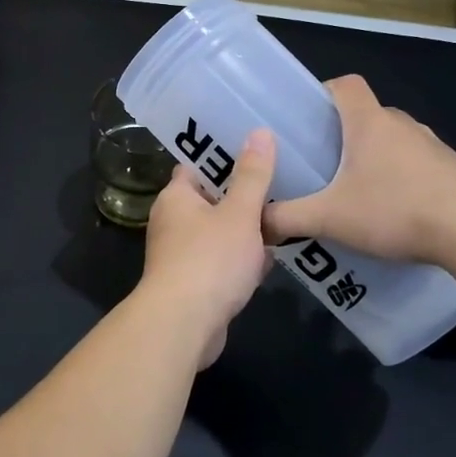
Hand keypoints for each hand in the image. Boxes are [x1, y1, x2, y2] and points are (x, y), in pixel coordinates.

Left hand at [138, 130, 276, 365]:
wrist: (184, 324)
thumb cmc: (210, 259)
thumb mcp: (239, 213)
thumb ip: (253, 176)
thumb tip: (259, 131)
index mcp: (176, 197)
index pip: (196, 166)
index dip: (223, 156)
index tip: (255, 149)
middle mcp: (172, 222)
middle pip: (210, 200)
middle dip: (242, 197)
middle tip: (281, 184)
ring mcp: (180, 254)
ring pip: (218, 233)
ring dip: (245, 231)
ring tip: (283, 219)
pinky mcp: (192, 283)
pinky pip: (220, 262)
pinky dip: (241, 261)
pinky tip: (268, 262)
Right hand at [262, 75, 455, 265]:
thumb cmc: (395, 209)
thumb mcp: (329, 218)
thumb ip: (287, 218)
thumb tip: (255, 223)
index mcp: (369, 122)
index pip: (345, 84)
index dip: (324, 92)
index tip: (307, 116)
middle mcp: (402, 125)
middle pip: (367, 115)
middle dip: (343, 134)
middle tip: (321, 164)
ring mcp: (433, 146)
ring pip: (393, 141)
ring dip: (374, 158)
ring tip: (355, 192)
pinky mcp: (455, 171)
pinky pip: (417, 165)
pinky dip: (402, 179)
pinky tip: (393, 212)